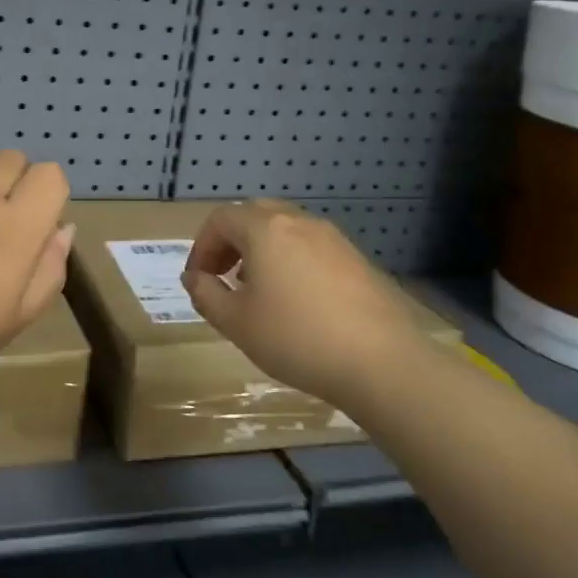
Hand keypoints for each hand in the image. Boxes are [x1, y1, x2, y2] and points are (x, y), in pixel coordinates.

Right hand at [181, 199, 429, 406]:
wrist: (382, 362)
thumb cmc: (296, 338)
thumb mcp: (236, 323)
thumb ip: (207, 295)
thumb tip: (195, 278)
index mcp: (266, 230)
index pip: (221, 219)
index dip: (202, 246)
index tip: (198, 280)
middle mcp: (299, 222)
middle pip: (254, 215)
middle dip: (231, 241)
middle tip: (223, 276)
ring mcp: (333, 238)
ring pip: (285, 229)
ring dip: (261, 250)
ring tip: (258, 290)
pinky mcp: (357, 260)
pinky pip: (311, 247)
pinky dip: (291, 260)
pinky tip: (296, 301)